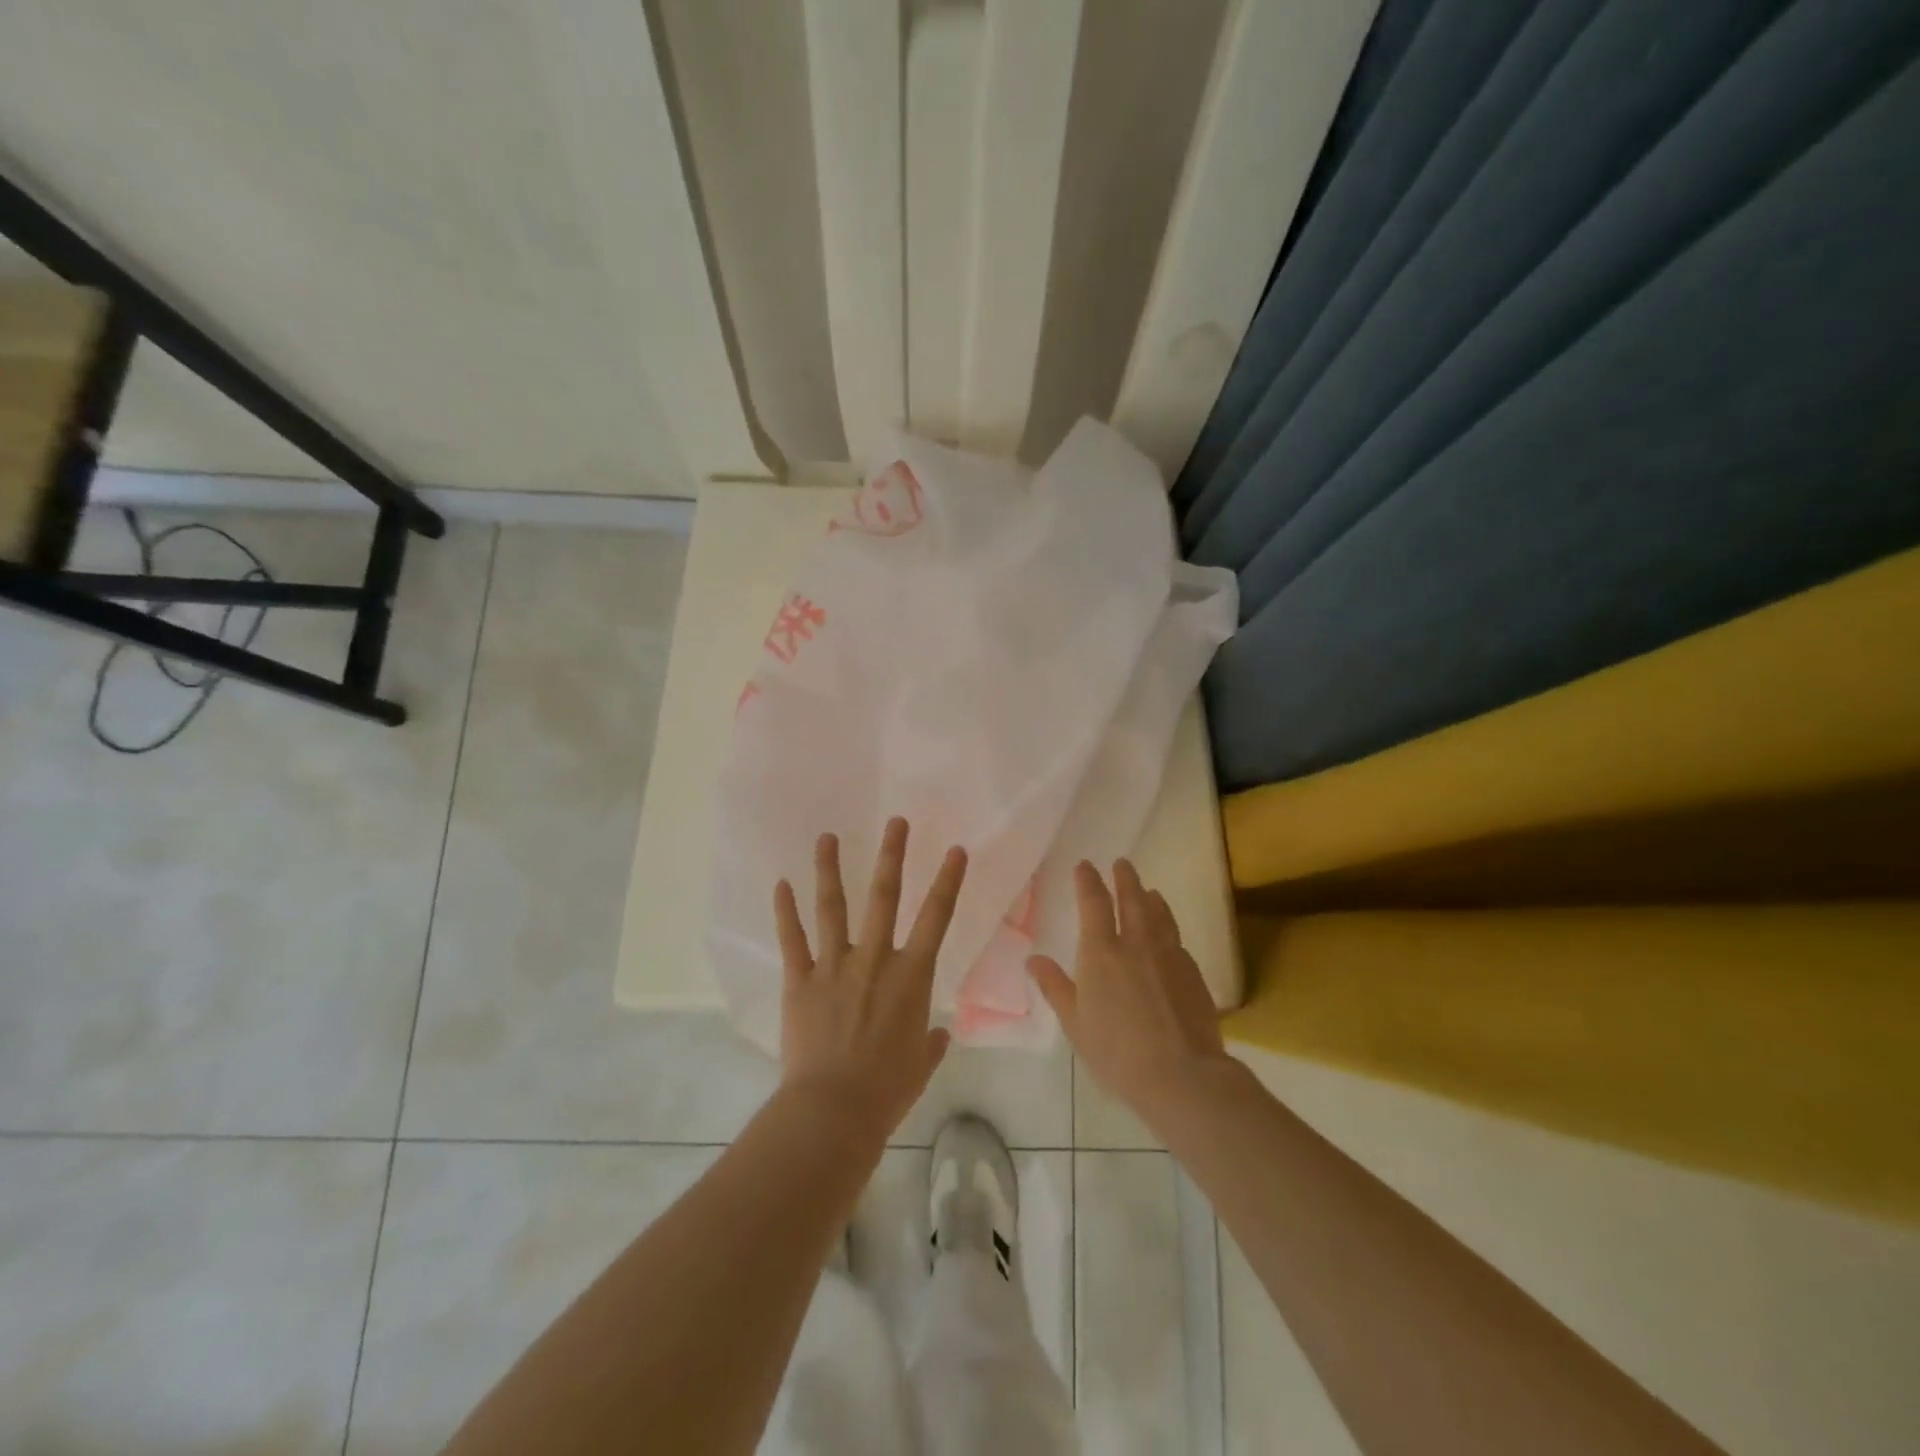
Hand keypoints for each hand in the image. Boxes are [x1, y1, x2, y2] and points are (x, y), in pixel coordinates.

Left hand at [774, 817, 965, 1141]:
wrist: (833, 1111)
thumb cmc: (887, 1090)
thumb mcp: (921, 1065)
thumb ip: (931, 1043)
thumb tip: (938, 1035)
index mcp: (911, 976)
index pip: (937, 918)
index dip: (948, 881)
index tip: (955, 850)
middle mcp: (875, 959)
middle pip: (884, 897)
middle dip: (892, 856)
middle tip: (895, 822)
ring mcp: (835, 966)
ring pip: (833, 907)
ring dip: (830, 869)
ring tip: (827, 837)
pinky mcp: (801, 980)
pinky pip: (792, 940)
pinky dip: (785, 911)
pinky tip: (780, 884)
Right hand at [1028, 860, 1228, 1128]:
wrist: (1182, 1074)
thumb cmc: (1117, 1052)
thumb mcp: (1076, 1023)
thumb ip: (1056, 987)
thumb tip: (1033, 960)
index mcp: (1102, 952)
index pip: (1094, 904)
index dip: (1088, 881)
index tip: (1086, 865)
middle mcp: (1137, 944)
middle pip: (1132, 900)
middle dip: (1125, 879)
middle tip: (1122, 863)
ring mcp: (1169, 956)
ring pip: (1160, 916)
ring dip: (1151, 899)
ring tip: (1150, 891)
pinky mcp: (1193, 974)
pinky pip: (1176, 940)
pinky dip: (1168, 928)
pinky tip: (1169, 936)